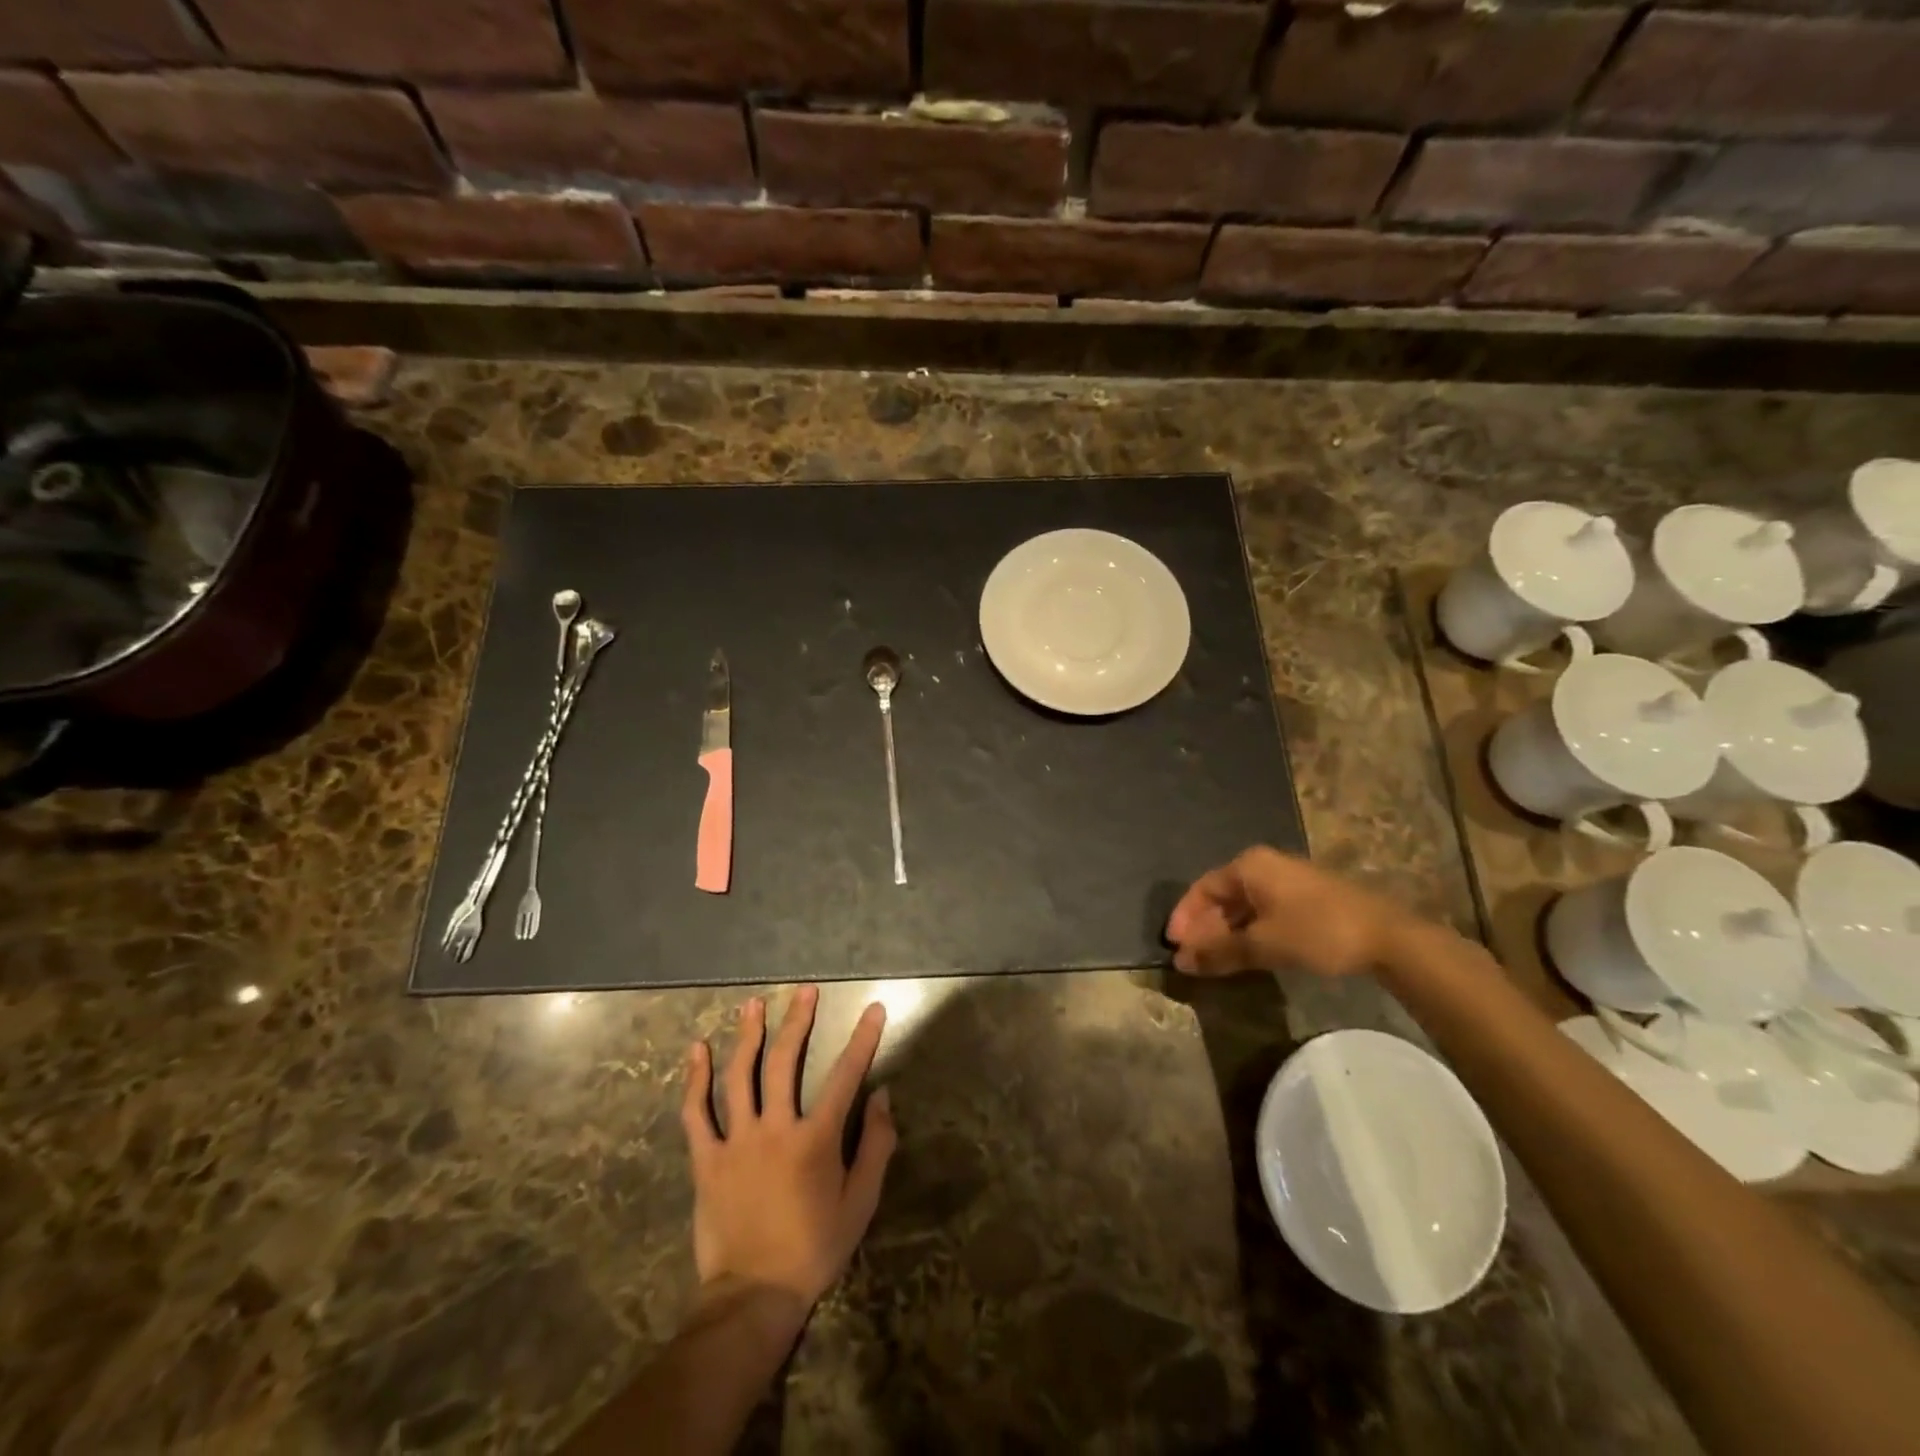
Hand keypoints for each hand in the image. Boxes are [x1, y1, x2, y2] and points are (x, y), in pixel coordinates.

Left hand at [680, 986, 896, 1322]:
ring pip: (739, 1076)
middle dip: (797, 1021)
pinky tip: (696, 1049)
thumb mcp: (860, 1203)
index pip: (845, 1077)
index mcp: (816, 1140)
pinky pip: (696, 1112)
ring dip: (747, 1035)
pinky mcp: (706, 1159)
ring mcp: (736, 1141)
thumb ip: (875, 1146)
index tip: (873, 1009)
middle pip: (785, 1062)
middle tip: (804, 991)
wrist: (753, 1295)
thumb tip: (883, 1096)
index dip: (862, 1039)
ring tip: (754, 1004)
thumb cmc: (814, 1248)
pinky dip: (694, 1079)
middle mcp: (775, 1129)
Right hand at [1166, 846, 1410, 977]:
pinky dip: (1248, 932)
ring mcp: (1287, 881)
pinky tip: (1246, 954)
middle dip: (1204, 928)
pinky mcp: (1305, 899)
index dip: (1184, 917)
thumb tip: (1181, 962)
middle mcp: (1264, 866)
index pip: (1202, 888)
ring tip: (1215, 961)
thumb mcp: (1264, 944)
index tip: (1173, 945)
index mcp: (1249, 866)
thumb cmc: (1318, 931)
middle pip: (1222, 896)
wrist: (1389, 937)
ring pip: (1243, 906)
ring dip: (1226, 933)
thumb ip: (1219, 952)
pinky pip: (1263, 912)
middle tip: (1193, 959)